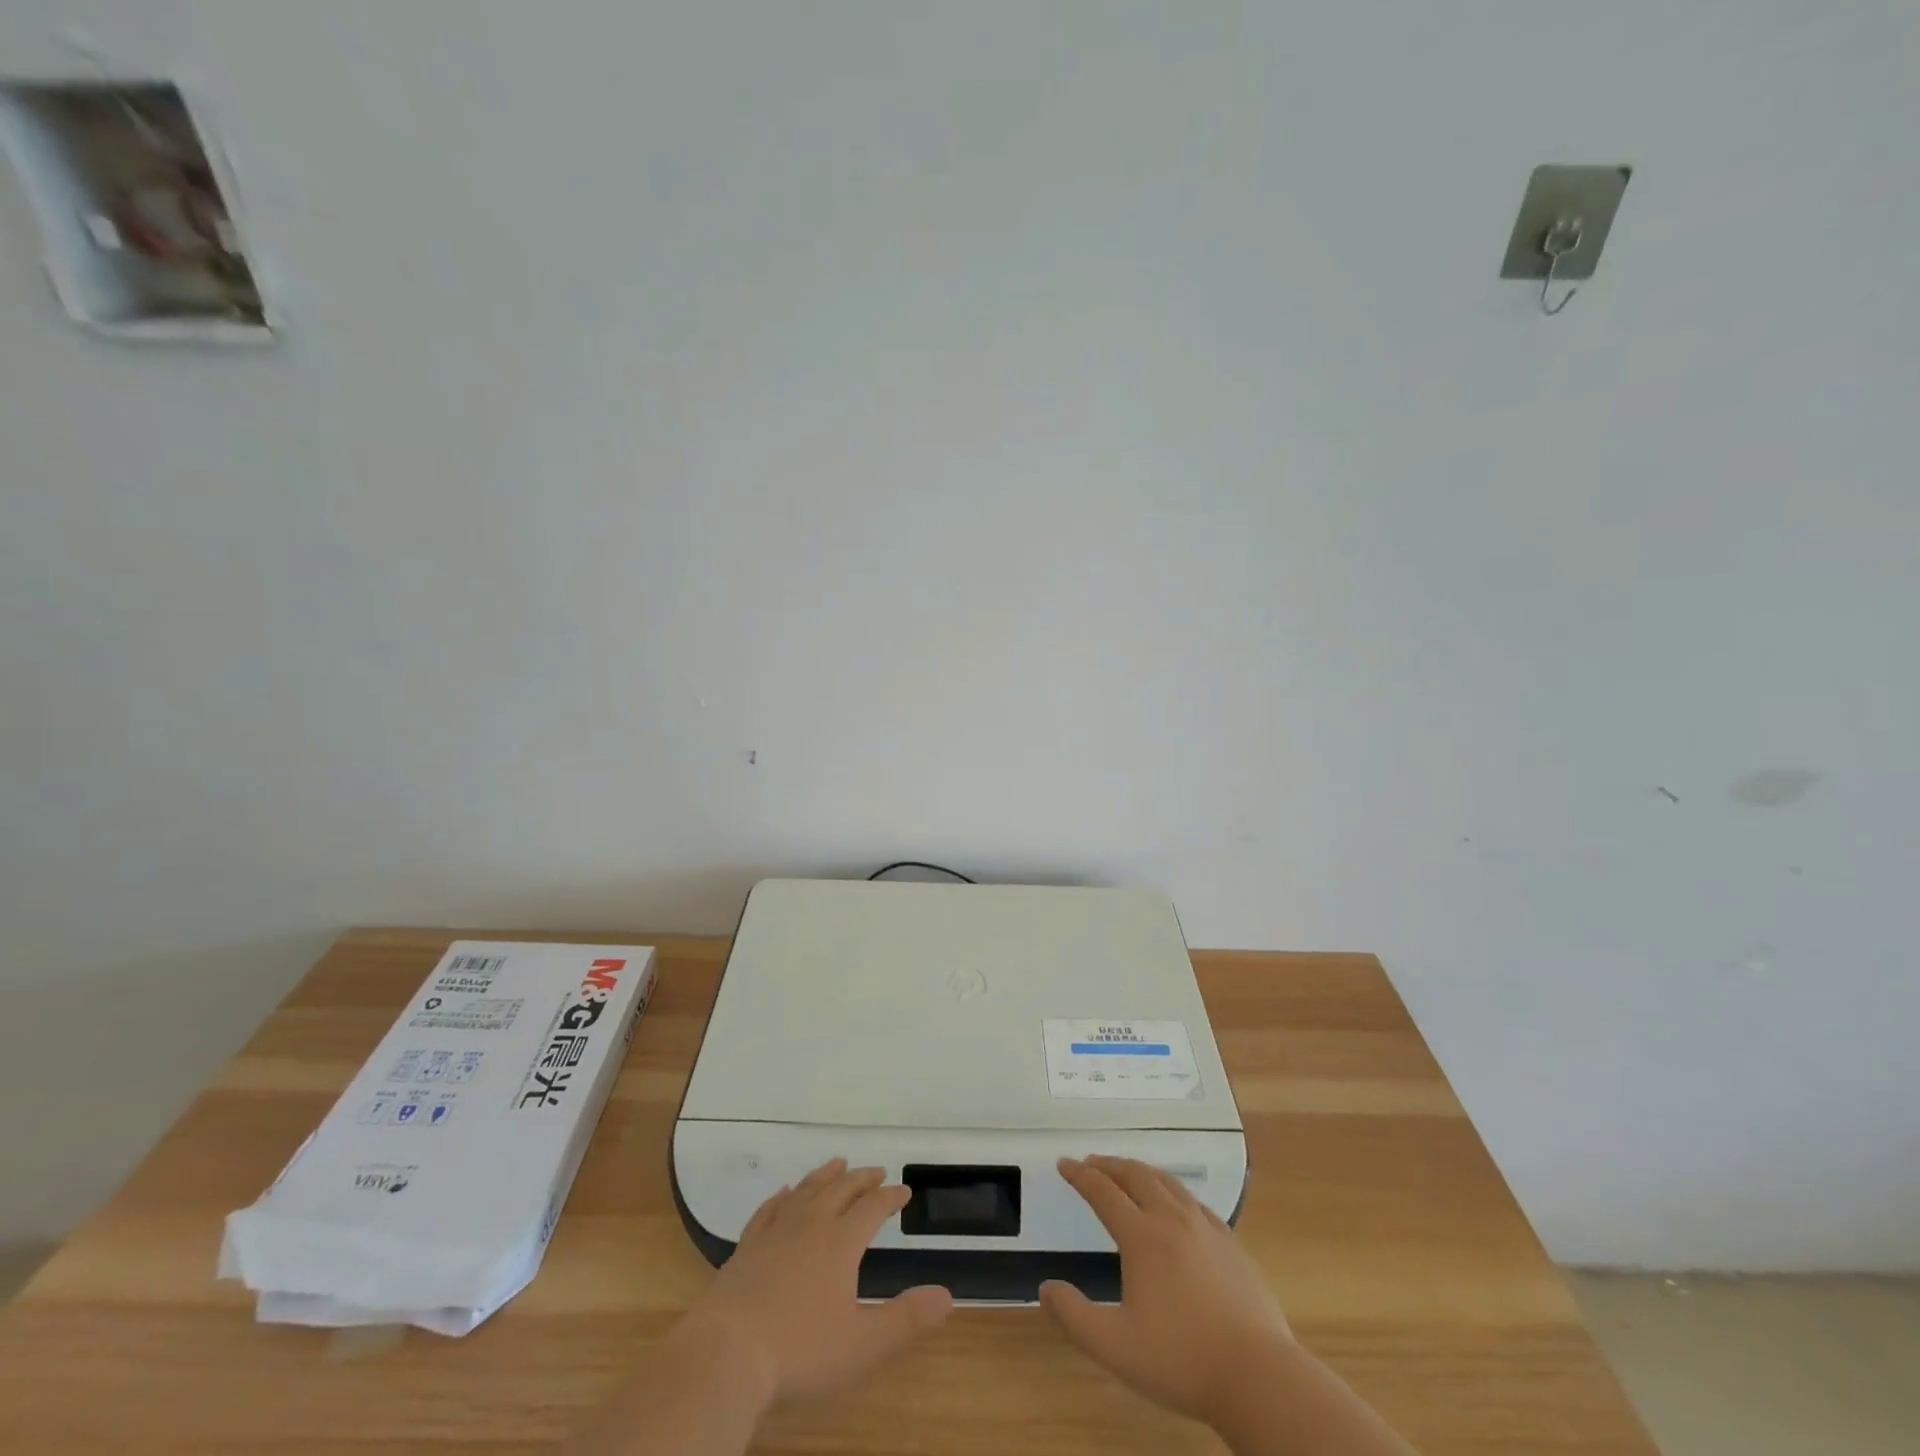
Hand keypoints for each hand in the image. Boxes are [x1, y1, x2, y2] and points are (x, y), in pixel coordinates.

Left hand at [670, 1159, 953, 1408]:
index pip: (872, 1208)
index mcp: (841, 1243)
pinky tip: (784, 1193)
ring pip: (805, 1191)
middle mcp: (810, 1225)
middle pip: (840, 1189)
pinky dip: (782, 1197)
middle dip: (861, 1178)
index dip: (890, 1198)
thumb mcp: (863, 1345)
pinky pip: (768, 1210)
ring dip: (825, 1175)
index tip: (903, 1190)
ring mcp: (774, 1233)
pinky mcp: (746, 1247)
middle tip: (876, 1170)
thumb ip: (906, 1319)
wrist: (726, 1354)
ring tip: (837, 1163)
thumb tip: (948, 1295)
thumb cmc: (799, 1352)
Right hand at [1041, 1155, 1292, 1423]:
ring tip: (1128, 1175)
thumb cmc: (1182, 1360)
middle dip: (1109, 1165)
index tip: (1064, 1163)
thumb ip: (1075, 1317)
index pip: (1103, 1192)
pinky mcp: (1231, 1243)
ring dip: (1141, 1172)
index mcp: (1142, 1237)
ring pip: (1167, 1182)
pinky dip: (1173, 1191)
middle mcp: (1172, 1219)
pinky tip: (1176, 1206)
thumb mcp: (1115, 1348)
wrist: (1258, 1376)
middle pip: (1136, 1175)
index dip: (1080, 1175)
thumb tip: (1046, 1288)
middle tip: (1092, 1164)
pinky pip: (1195, 1202)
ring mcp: (1206, 1228)